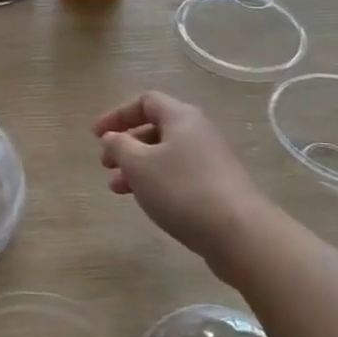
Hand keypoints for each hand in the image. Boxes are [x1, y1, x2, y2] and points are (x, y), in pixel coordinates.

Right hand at [93, 92, 275, 283]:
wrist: (241, 234)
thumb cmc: (183, 190)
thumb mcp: (139, 165)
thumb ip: (119, 146)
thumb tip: (113, 137)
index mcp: (181, 117)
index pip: (145, 101)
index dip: (117, 114)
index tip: (96, 135)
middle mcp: (199, 132)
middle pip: (155, 128)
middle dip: (126, 144)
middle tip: (105, 164)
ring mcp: (211, 160)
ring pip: (165, 155)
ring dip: (138, 167)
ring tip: (117, 188)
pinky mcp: (218, 186)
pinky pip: (179, 174)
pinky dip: (156, 181)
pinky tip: (146, 201)